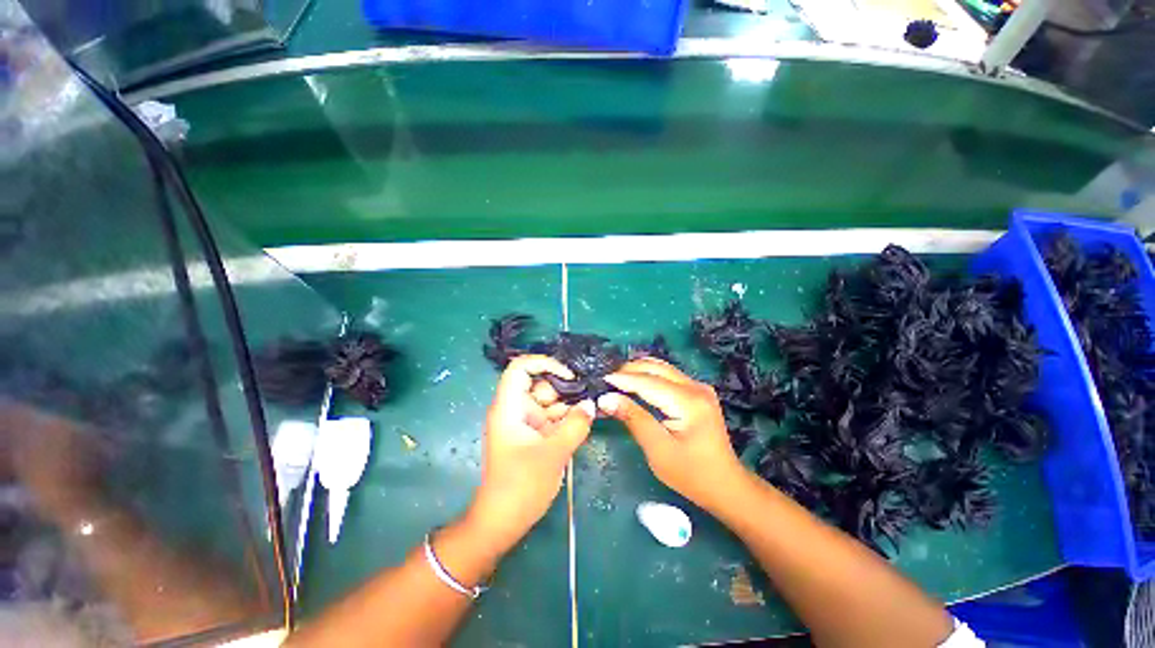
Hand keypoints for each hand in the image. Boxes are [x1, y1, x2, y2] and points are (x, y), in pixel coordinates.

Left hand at [469, 355, 593, 549]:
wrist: (503, 522)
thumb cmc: (520, 487)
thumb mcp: (553, 453)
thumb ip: (575, 425)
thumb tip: (592, 404)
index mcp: (509, 407)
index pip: (521, 368)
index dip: (544, 364)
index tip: (569, 377)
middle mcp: (516, 409)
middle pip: (541, 384)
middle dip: (565, 389)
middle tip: (591, 395)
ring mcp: (526, 422)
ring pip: (550, 401)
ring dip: (570, 404)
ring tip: (593, 407)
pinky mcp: (534, 435)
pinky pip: (553, 417)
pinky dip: (568, 418)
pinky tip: (586, 419)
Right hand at [598, 359, 743, 508]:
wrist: (726, 485)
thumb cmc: (691, 474)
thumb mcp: (658, 450)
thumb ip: (633, 419)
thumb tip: (606, 399)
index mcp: (688, 402)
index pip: (648, 382)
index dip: (623, 379)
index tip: (601, 380)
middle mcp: (696, 387)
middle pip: (656, 368)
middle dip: (629, 371)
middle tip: (606, 382)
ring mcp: (699, 387)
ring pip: (662, 368)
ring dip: (638, 371)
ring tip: (617, 381)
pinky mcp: (698, 392)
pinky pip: (668, 375)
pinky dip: (649, 376)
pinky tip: (636, 384)